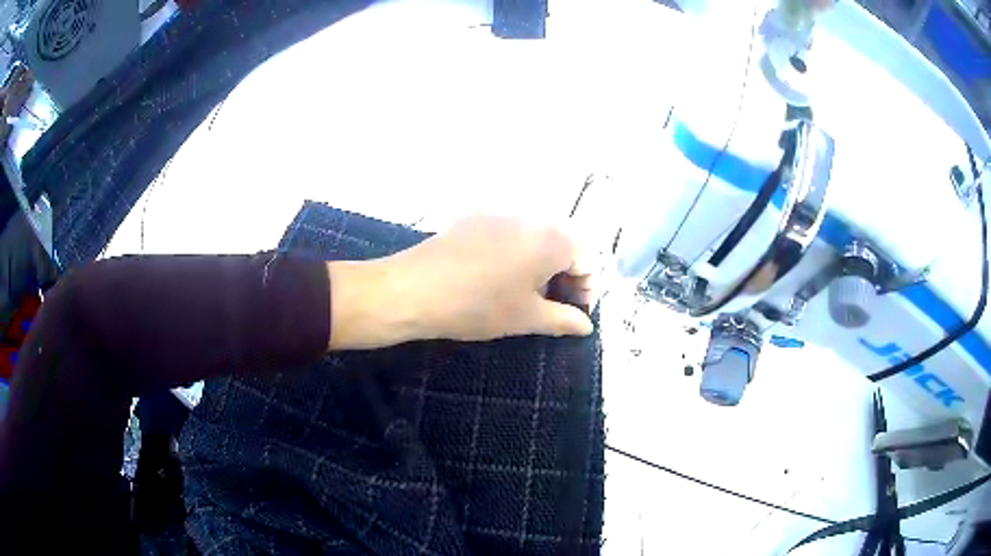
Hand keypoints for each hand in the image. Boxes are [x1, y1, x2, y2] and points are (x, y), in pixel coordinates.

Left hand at [328, 215, 593, 349]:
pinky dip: (516, 253)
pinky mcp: (475, 217)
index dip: (586, 289)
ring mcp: (500, 214)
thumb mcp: (526, 318)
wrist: (413, 288)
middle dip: (565, 275)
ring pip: (536, 237)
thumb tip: (586, 326)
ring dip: (541, 264)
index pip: (588, 258)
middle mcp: (531, 217)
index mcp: (551, 239)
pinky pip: (509, 233)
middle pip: (564, 244)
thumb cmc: (479, 306)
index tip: (573, 314)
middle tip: (550, 305)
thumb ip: (564, 320)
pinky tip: (495, 276)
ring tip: (523, 293)